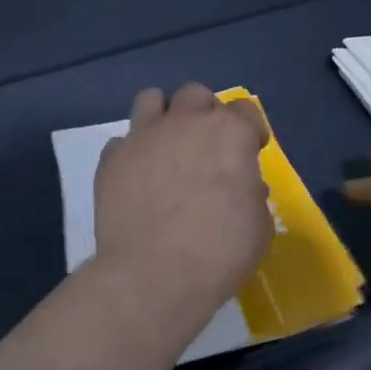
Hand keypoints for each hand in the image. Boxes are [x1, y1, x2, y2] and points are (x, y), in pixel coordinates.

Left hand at [94, 84, 273, 320]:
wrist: (154, 275)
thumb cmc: (220, 252)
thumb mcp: (259, 225)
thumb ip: (251, 194)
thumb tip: (242, 187)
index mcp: (229, 133)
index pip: (245, 110)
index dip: (250, 130)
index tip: (250, 152)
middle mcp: (185, 122)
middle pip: (196, 94)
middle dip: (204, 113)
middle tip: (206, 146)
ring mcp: (143, 136)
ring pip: (151, 99)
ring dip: (163, 116)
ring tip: (166, 146)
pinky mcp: (111, 159)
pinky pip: (122, 142)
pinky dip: (132, 154)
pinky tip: (137, 179)